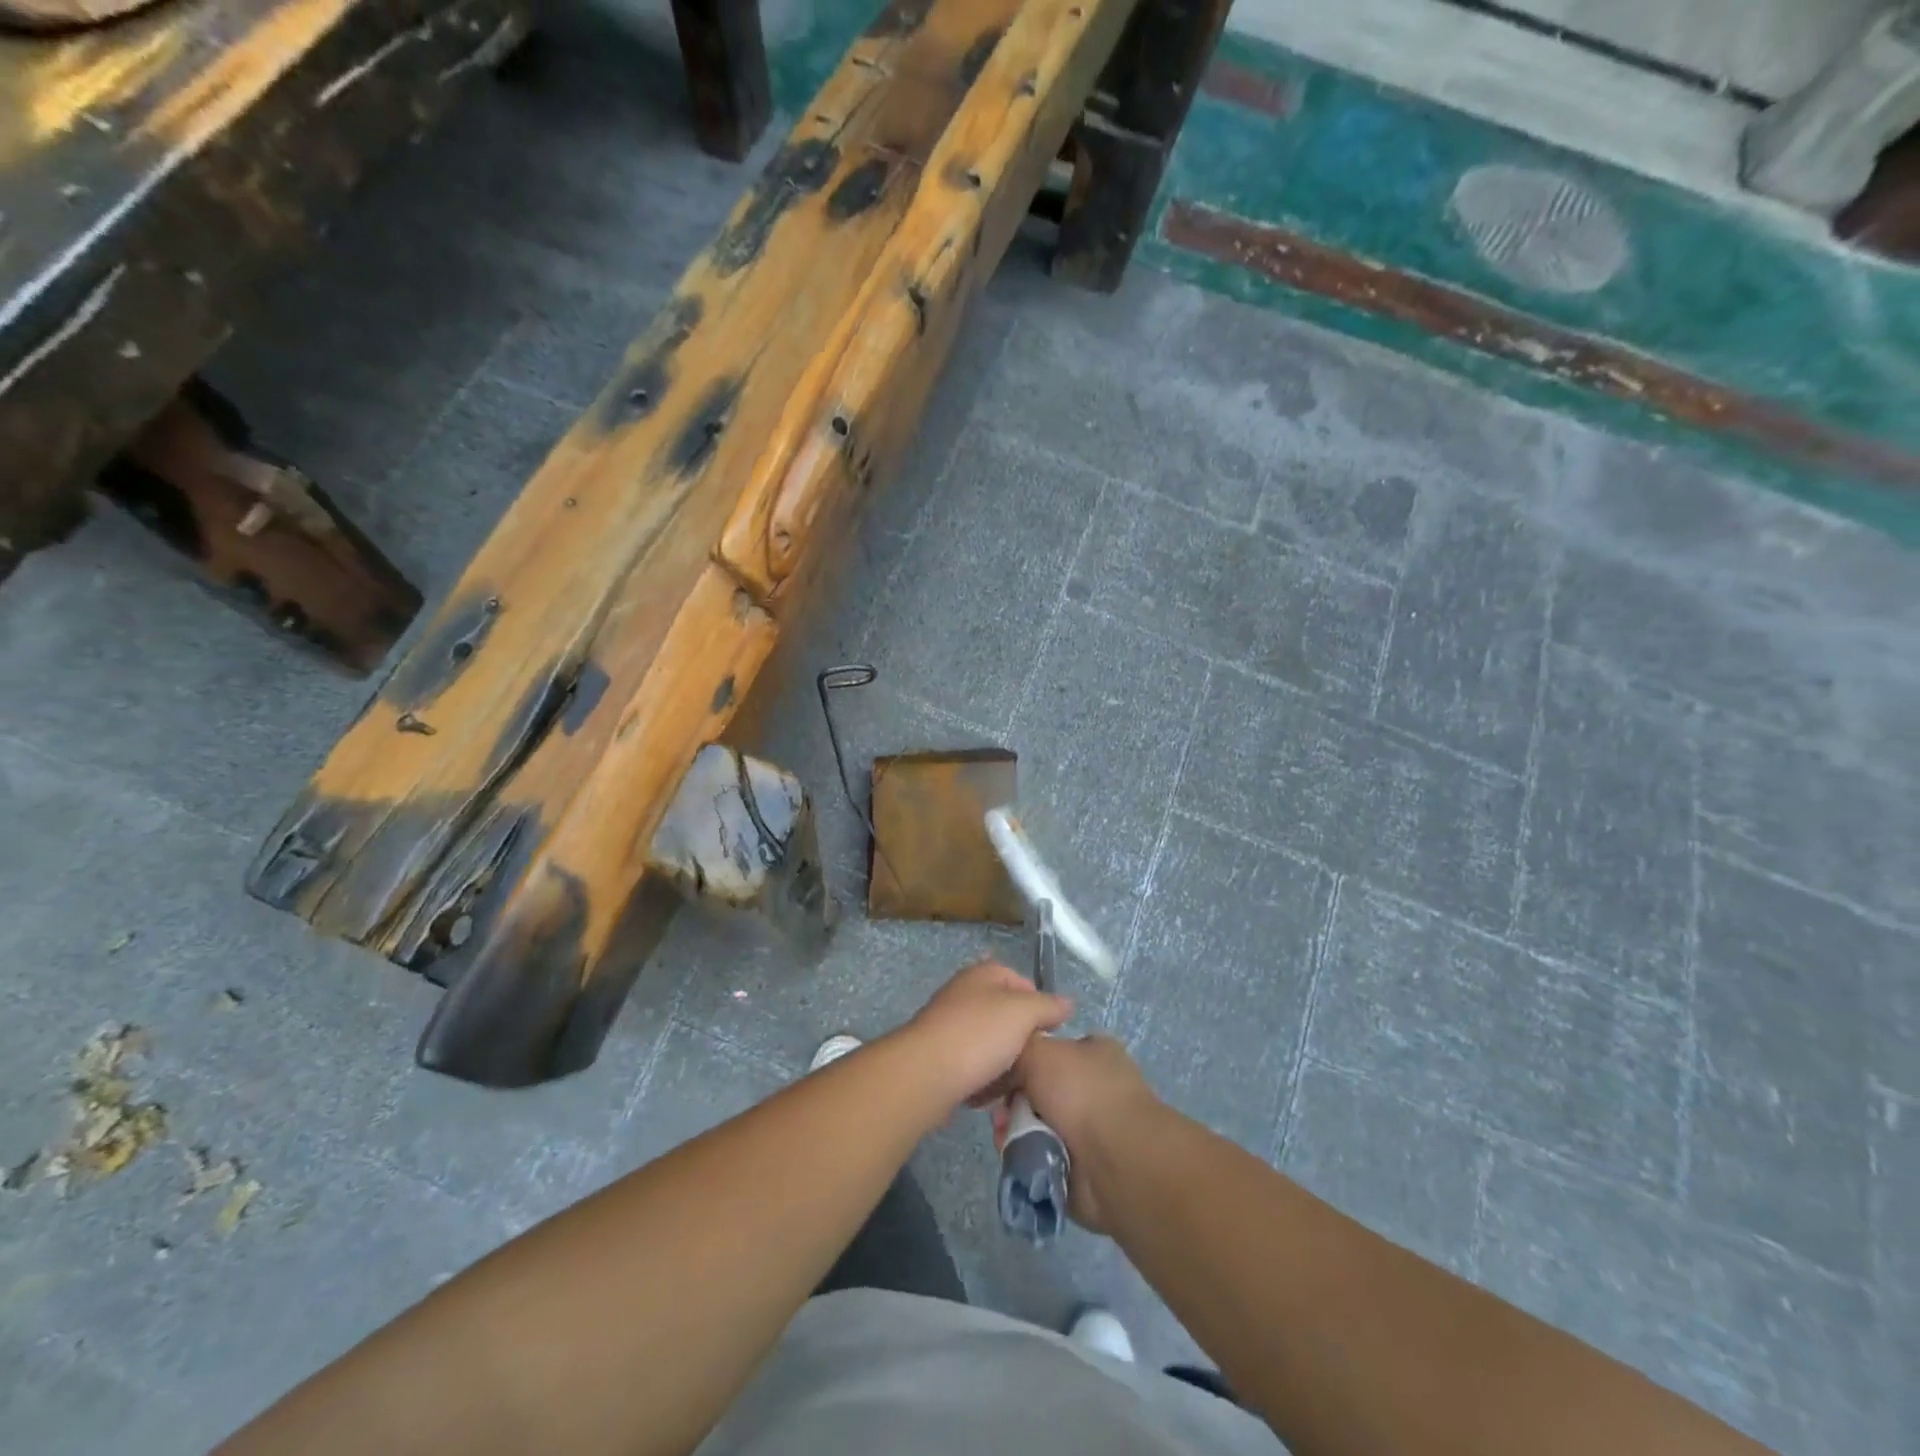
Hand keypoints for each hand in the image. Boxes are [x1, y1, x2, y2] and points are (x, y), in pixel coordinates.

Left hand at [901, 961, 1072, 1108]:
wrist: (926, 1074)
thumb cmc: (978, 1034)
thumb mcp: (1023, 1013)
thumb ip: (1048, 1006)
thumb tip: (1067, 1004)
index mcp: (982, 974)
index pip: (1019, 980)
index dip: (1038, 1003)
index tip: (1049, 1030)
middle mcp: (963, 993)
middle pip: (1004, 1013)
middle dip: (1020, 1036)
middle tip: (1033, 1058)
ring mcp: (948, 1025)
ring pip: (988, 1042)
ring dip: (1002, 1061)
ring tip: (1013, 1081)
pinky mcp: (939, 1056)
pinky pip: (971, 1065)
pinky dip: (982, 1078)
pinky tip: (989, 1094)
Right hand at [989, 1034, 1159, 1233]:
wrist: (1115, 1159)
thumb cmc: (1081, 1091)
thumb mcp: (1039, 1050)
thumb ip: (1018, 1049)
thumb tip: (1009, 1067)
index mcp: (1094, 1053)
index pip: (1052, 1051)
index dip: (1023, 1060)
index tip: (1000, 1072)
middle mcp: (1094, 1089)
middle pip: (1039, 1090)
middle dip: (1014, 1100)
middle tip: (999, 1109)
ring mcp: (1090, 1131)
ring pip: (1036, 1125)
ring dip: (1015, 1129)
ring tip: (1003, 1134)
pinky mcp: (1081, 1168)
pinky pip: (1041, 1158)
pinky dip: (1025, 1157)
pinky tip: (1013, 1154)